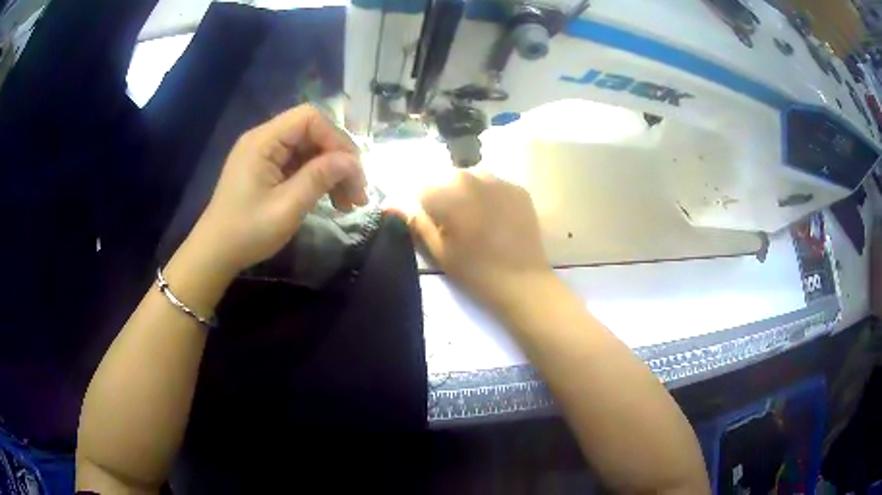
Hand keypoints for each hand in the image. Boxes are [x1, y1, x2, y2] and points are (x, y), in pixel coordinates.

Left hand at [189, 105, 366, 274]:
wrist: (215, 254)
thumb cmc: (247, 232)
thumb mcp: (286, 207)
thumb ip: (319, 178)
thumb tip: (352, 161)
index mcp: (263, 141)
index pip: (310, 118)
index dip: (336, 139)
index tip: (353, 172)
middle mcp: (264, 139)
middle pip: (313, 133)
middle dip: (339, 159)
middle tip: (358, 192)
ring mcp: (265, 154)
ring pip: (310, 150)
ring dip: (333, 172)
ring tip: (350, 202)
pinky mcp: (267, 169)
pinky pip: (300, 164)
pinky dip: (319, 179)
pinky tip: (332, 200)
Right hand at [409, 171, 551, 309]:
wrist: (523, 282)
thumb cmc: (474, 271)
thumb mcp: (438, 249)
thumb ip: (415, 221)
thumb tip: (391, 204)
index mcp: (447, 190)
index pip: (419, 188)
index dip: (419, 205)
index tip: (426, 223)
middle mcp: (472, 174)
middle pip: (445, 179)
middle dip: (443, 197)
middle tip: (450, 225)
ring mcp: (499, 179)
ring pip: (470, 179)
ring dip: (465, 194)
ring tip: (473, 221)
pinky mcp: (518, 188)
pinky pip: (493, 185)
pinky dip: (488, 197)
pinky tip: (494, 219)